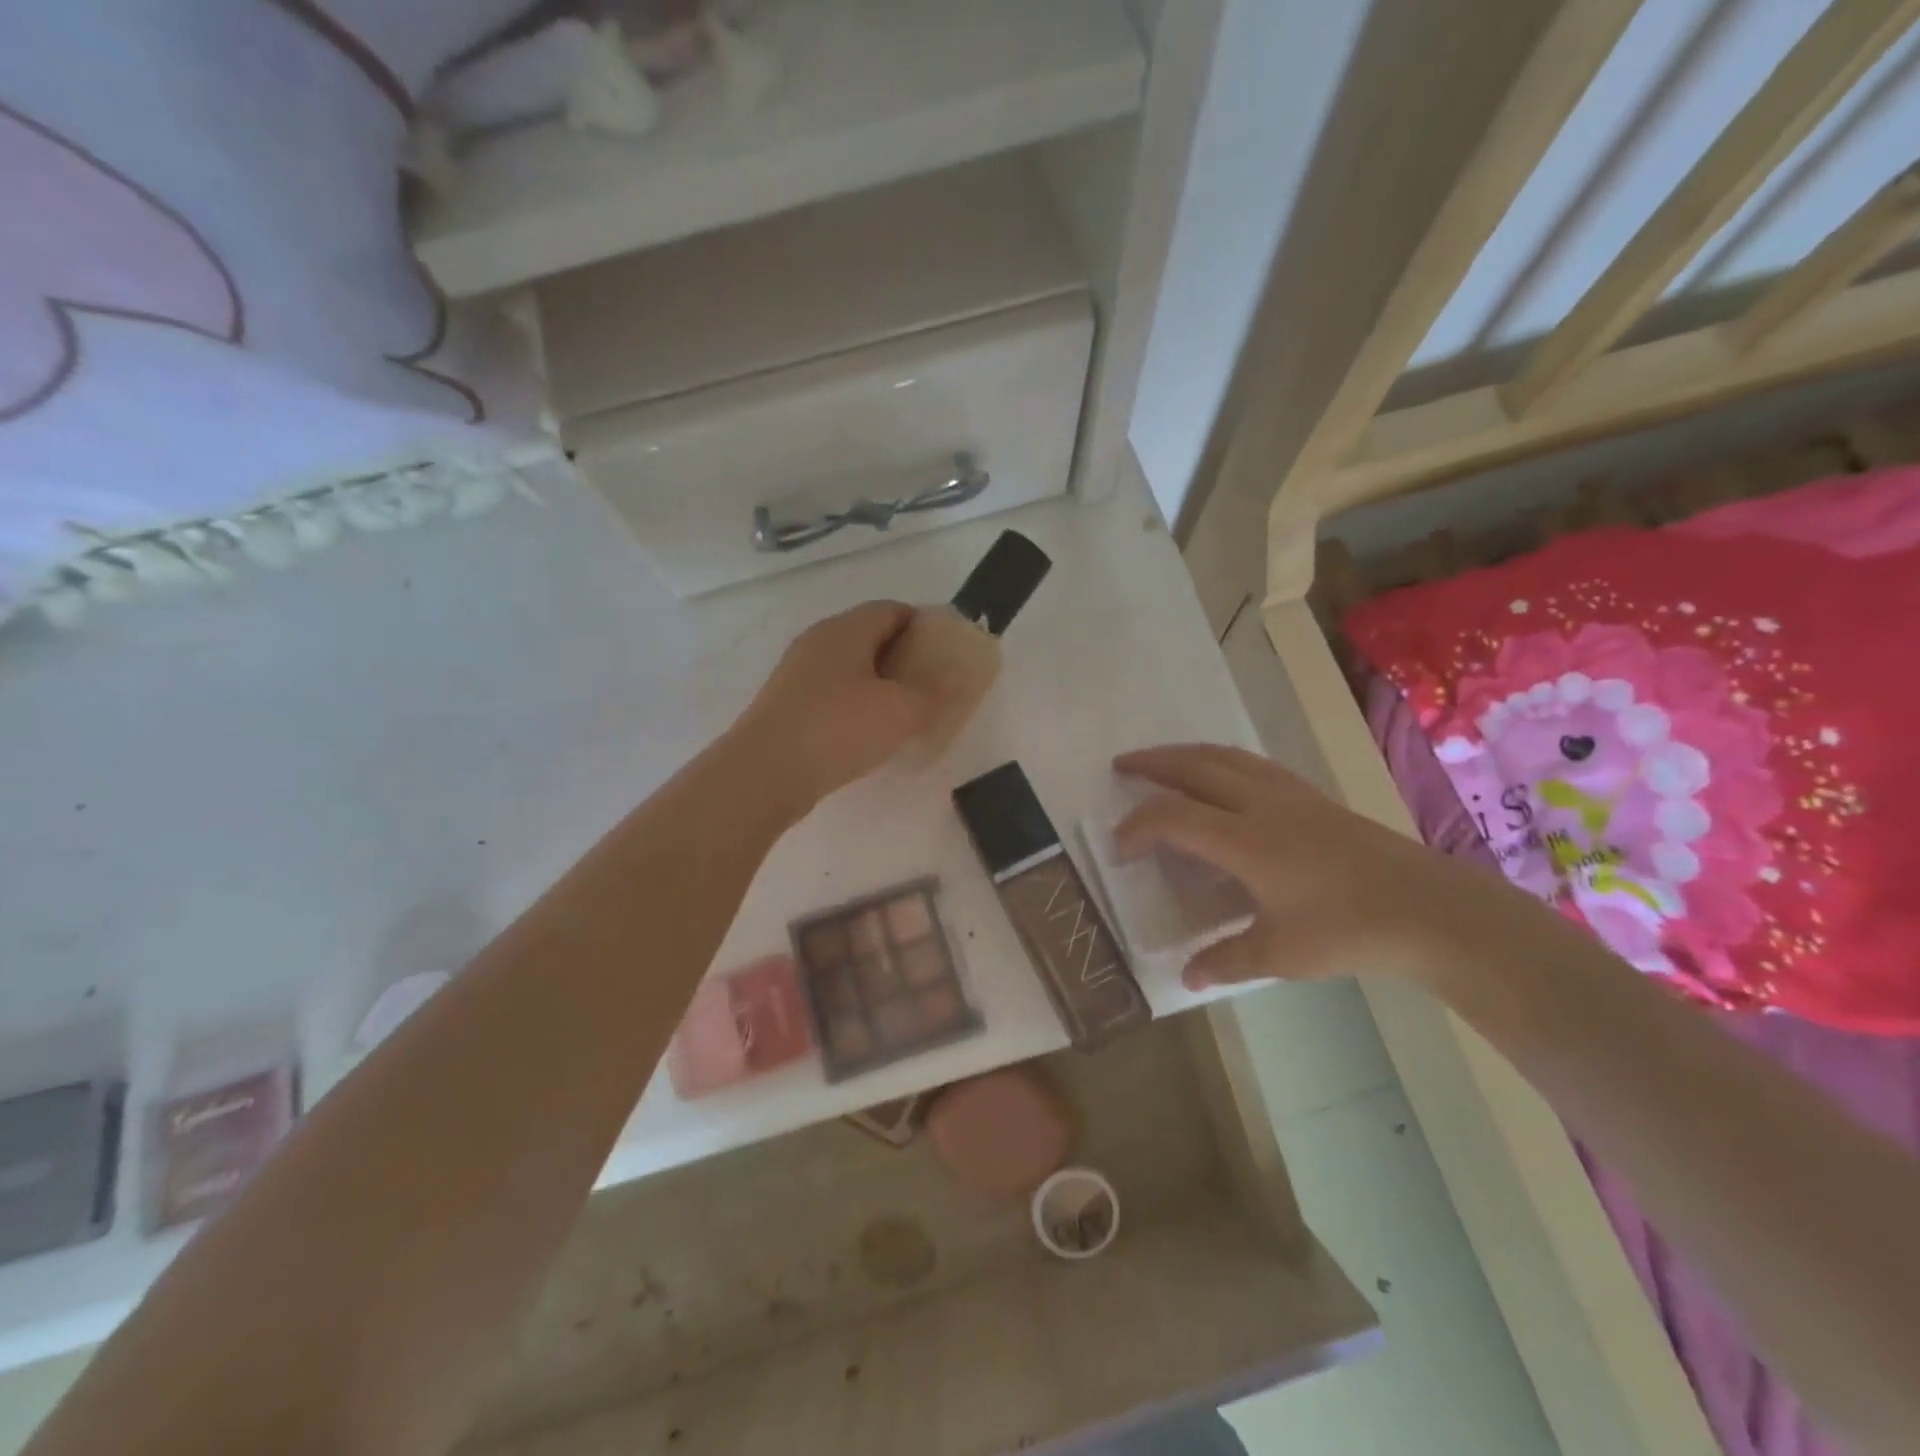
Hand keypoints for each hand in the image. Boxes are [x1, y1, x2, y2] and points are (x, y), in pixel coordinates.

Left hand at [734, 602, 957, 815]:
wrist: (763, 774)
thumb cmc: (837, 729)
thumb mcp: (900, 711)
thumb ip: (935, 692)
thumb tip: (960, 677)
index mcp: (845, 630)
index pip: (891, 609)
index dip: (923, 624)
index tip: (946, 651)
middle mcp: (818, 643)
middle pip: (870, 637)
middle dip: (904, 657)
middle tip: (931, 685)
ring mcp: (797, 675)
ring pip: (850, 668)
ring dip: (880, 684)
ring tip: (905, 713)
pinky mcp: (787, 706)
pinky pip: (833, 694)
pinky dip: (857, 705)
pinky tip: (869, 734)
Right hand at [1114, 744, 1529, 991]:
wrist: (1429, 908)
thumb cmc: (1349, 930)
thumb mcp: (1281, 953)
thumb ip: (1227, 960)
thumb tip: (1186, 977)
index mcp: (1245, 841)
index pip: (1173, 817)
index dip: (1138, 825)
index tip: (1119, 845)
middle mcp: (1260, 805)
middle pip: (1194, 767)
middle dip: (1153, 763)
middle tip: (1121, 765)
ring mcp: (1290, 794)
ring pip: (1226, 757)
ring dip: (1186, 754)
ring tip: (1163, 761)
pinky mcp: (1312, 797)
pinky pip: (1253, 763)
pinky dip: (1221, 760)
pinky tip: (1223, 775)